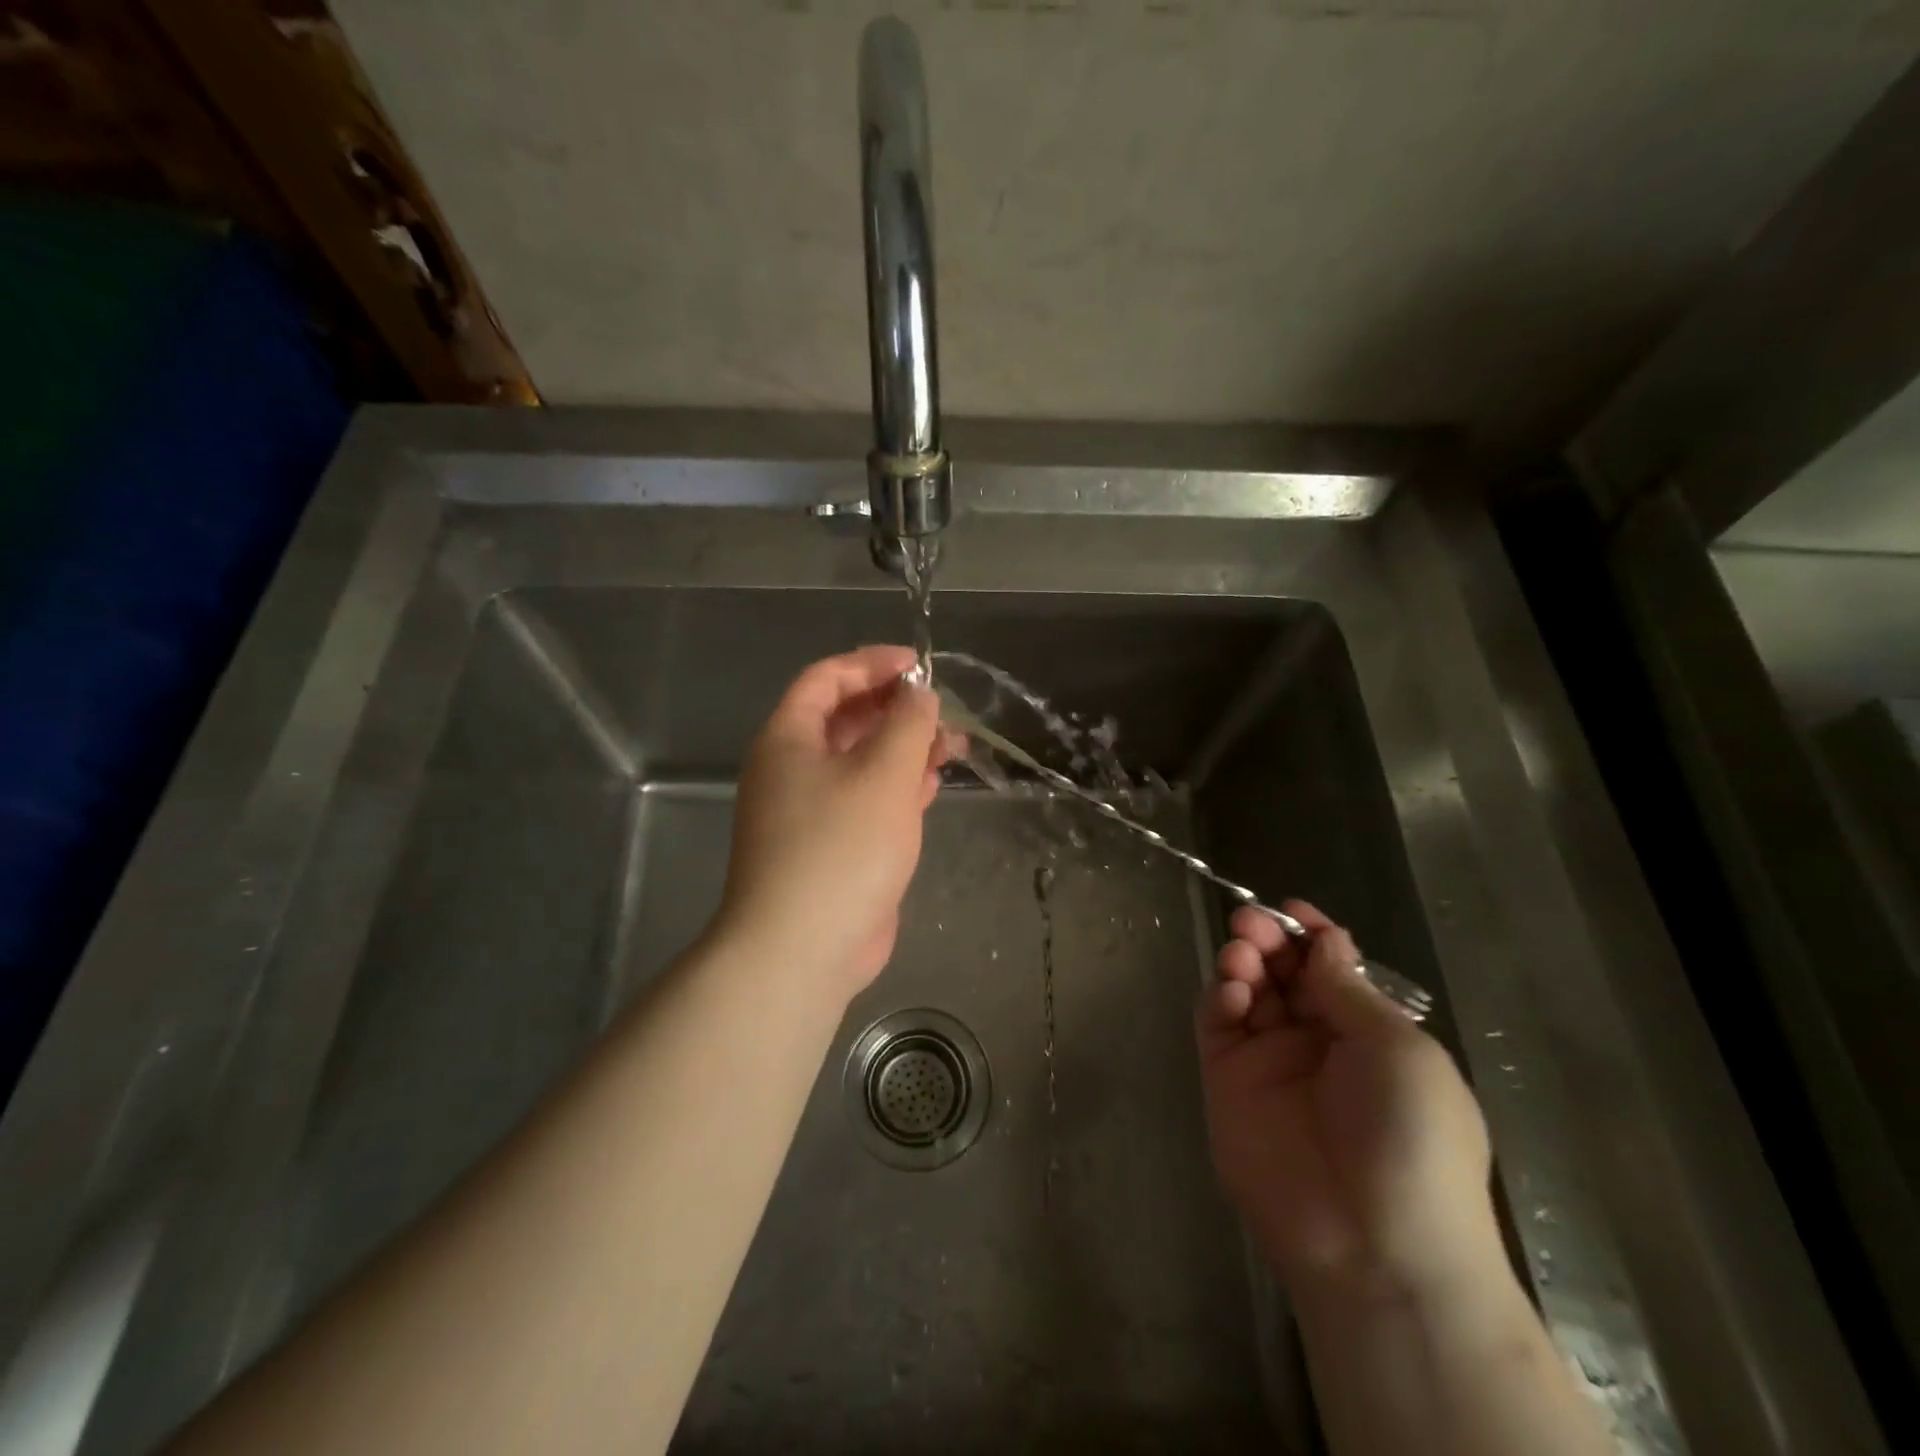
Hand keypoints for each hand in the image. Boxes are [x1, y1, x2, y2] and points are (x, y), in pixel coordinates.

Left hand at [717, 646, 960, 994]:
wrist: (804, 948)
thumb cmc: (842, 847)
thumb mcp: (884, 773)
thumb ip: (907, 724)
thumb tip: (917, 694)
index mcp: (789, 740)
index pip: (827, 679)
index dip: (872, 664)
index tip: (919, 666)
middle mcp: (793, 769)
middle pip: (846, 720)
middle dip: (896, 709)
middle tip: (942, 710)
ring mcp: (811, 811)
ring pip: (861, 762)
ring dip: (904, 749)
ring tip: (953, 745)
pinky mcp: (832, 847)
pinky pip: (866, 800)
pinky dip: (898, 787)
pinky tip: (932, 785)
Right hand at [1196, 901, 1500, 1301]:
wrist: (1371, 1242)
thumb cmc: (1408, 1135)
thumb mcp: (1398, 1050)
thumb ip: (1347, 989)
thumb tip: (1322, 941)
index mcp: (1369, 1035)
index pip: (1332, 970)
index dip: (1312, 936)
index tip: (1291, 908)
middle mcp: (1316, 1043)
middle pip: (1283, 974)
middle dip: (1268, 941)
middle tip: (1252, 923)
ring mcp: (1268, 1062)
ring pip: (1247, 992)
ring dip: (1242, 962)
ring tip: (1242, 954)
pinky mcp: (1226, 1080)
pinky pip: (1217, 1024)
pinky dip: (1219, 997)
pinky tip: (1231, 990)